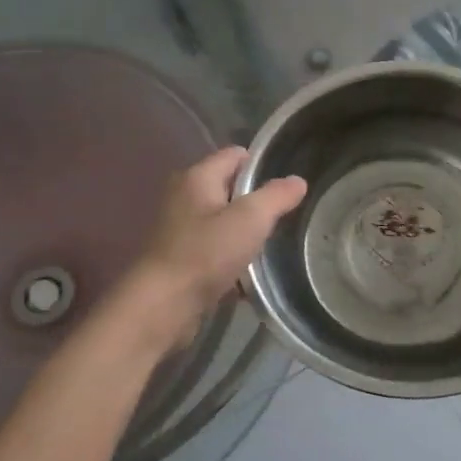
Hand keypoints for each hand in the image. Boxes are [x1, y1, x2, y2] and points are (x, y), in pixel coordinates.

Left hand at [134, 147, 306, 337]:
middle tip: (284, 216)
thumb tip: (297, 180)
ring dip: (244, 232)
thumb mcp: (250, 219)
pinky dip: (231, 256)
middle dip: (256, 201)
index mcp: (197, 177)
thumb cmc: (206, 253)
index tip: (286, 186)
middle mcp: (184, 196)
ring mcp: (179, 229)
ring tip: (271, 244)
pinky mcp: (180, 258)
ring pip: (222, 221)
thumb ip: (276, 196)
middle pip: (229, 188)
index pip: (235, 155)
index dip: (261, 165)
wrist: (162, 305)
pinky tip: (250, 273)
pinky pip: (214, 248)